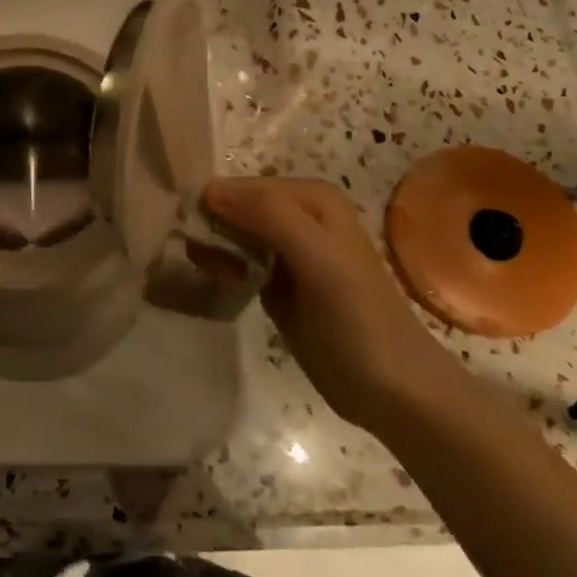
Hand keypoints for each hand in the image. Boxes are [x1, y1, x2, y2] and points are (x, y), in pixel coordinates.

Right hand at [203, 177, 460, 429]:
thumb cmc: (358, 320)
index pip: (241, 185)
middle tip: (192, 257)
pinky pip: (237, 259)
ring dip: (211, 247)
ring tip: (206, 272)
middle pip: (234, 206)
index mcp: (311, 196)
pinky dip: (220, 266)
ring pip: (231, 232)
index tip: (183, 233)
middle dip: (208, 225)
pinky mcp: (277, 280)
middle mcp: (298, 213)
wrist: (393, 391)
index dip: (211, 205)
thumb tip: (208, 191)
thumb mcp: (317, 258)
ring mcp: (287, 248)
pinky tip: (215, 280)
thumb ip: (268, 215)